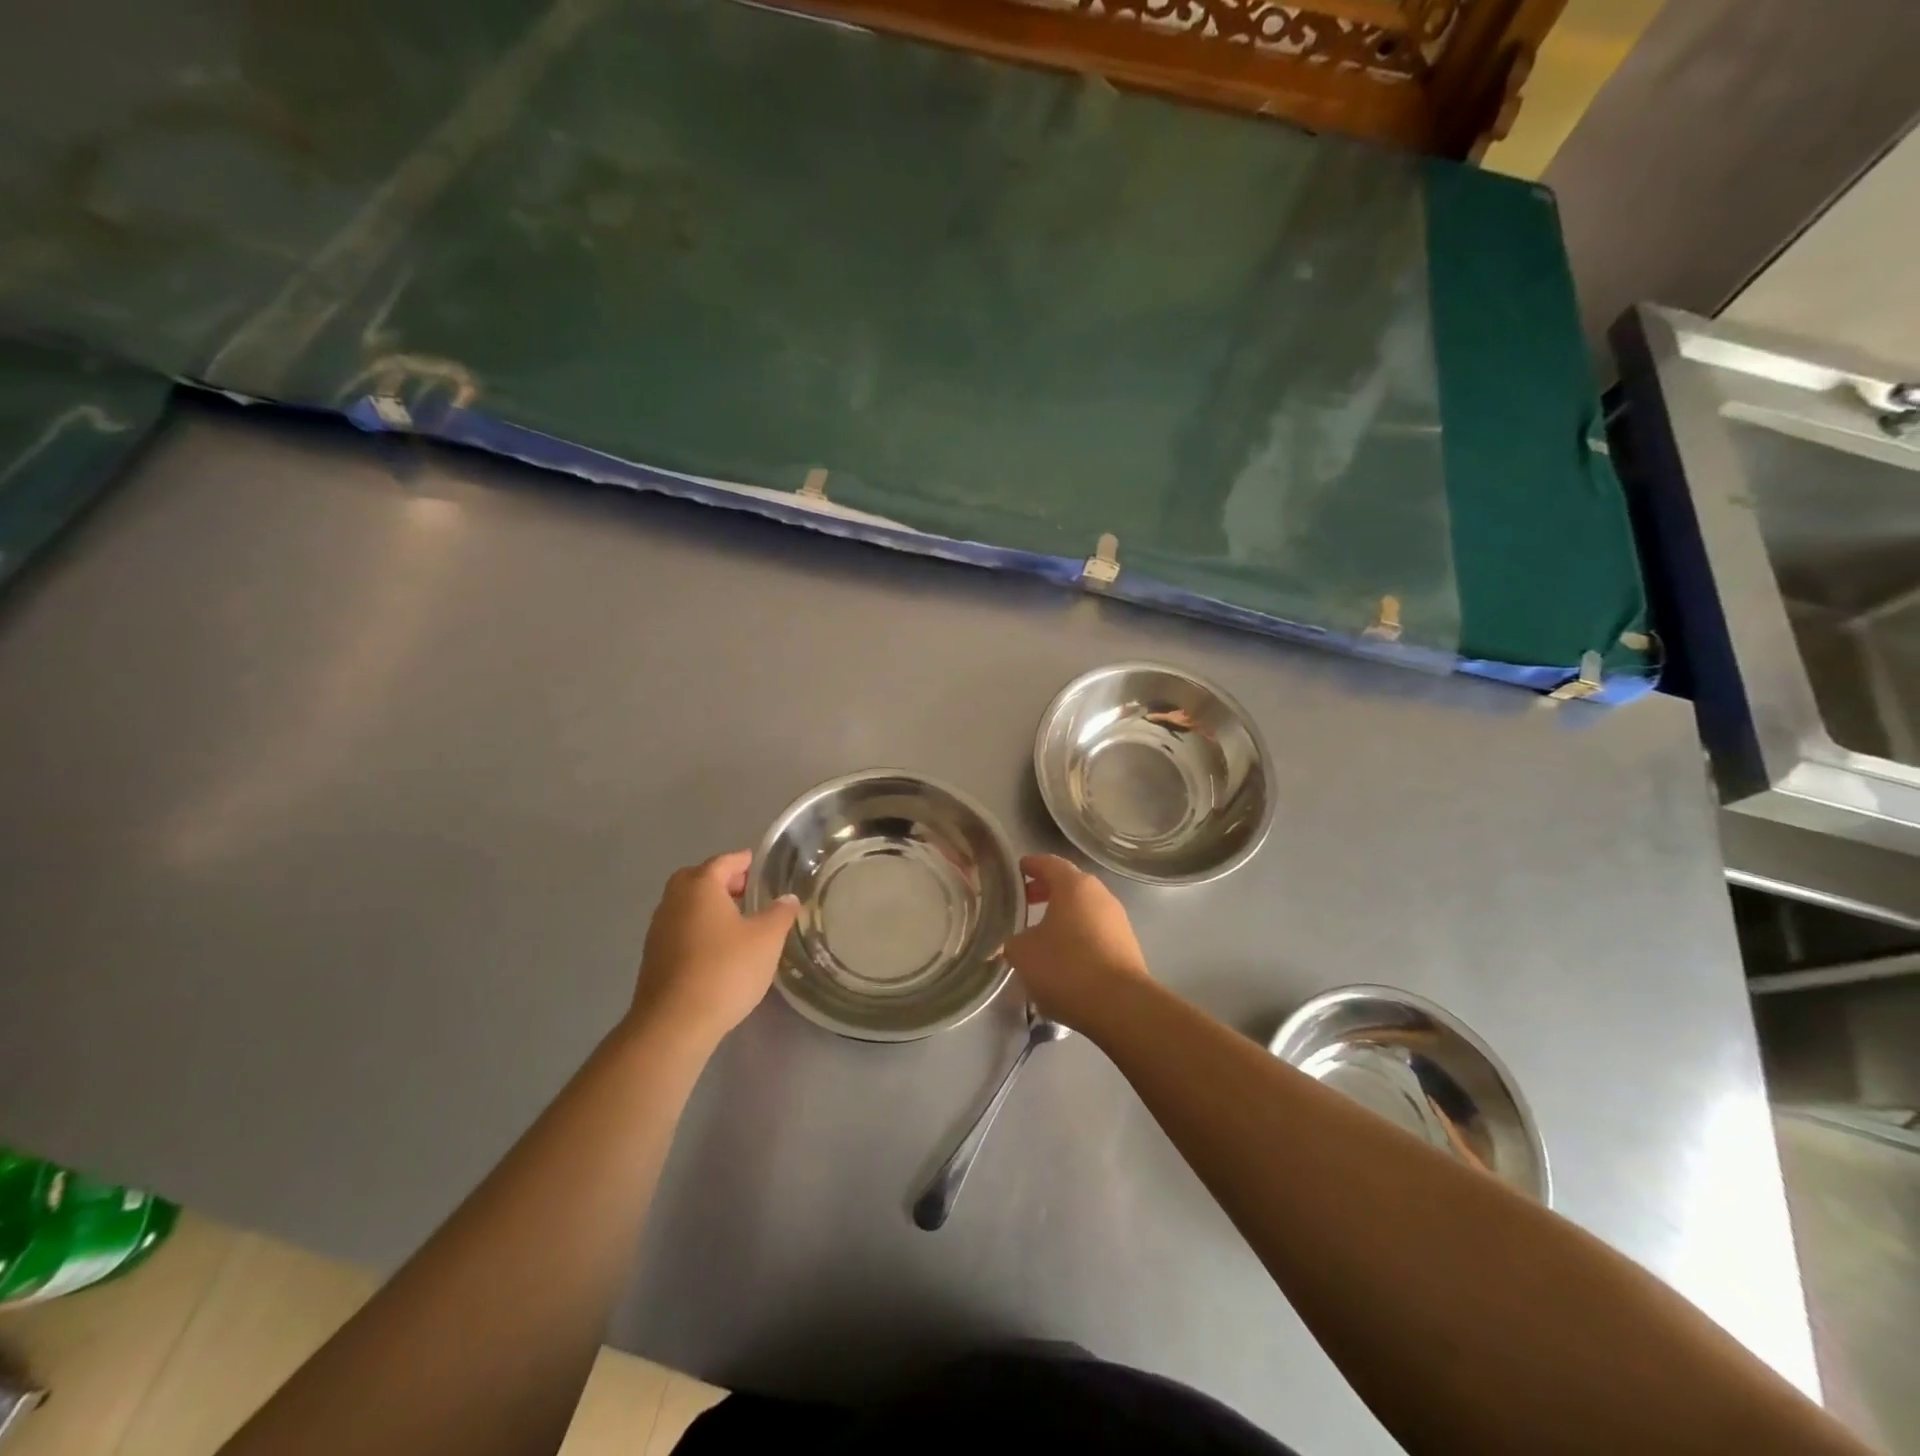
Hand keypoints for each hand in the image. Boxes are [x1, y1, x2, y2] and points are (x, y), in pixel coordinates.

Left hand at [629, 851, 798, 1047]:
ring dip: (707, 906)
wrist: (674, 1023)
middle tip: (746, 891)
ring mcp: (658, 930)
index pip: (723, 862)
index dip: (743, 861)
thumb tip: (787, 898)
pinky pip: (678, 929)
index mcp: (700, 887)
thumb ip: (780, 914)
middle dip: (721, 881)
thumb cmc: (725, 969)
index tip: (758, 865)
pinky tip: (716, 948)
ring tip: (736, 922)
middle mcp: (674, 901)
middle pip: (697, 879)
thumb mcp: (766, 940)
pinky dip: (697, 928)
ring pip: (685, 905)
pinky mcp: (652, 957)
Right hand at [1003, 854, 1150, 1033]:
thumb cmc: (1066, 967)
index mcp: (1074, 885)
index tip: (1018, 869)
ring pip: (1084, 909)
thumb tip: (1019, 941)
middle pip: (1070, 885)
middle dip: (1046, 891)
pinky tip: (1064, 957)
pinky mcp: (1127, 946)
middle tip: (1025, 901)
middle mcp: (1100, 895)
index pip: (1049, 863)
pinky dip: (1078, 936)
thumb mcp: (1023, 952)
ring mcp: (1118, 921)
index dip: (1031, 865)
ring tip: (1041, 934)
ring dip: (1063, 916)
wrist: (1120, 1005)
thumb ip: (1014, 940)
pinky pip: (1096, 932)